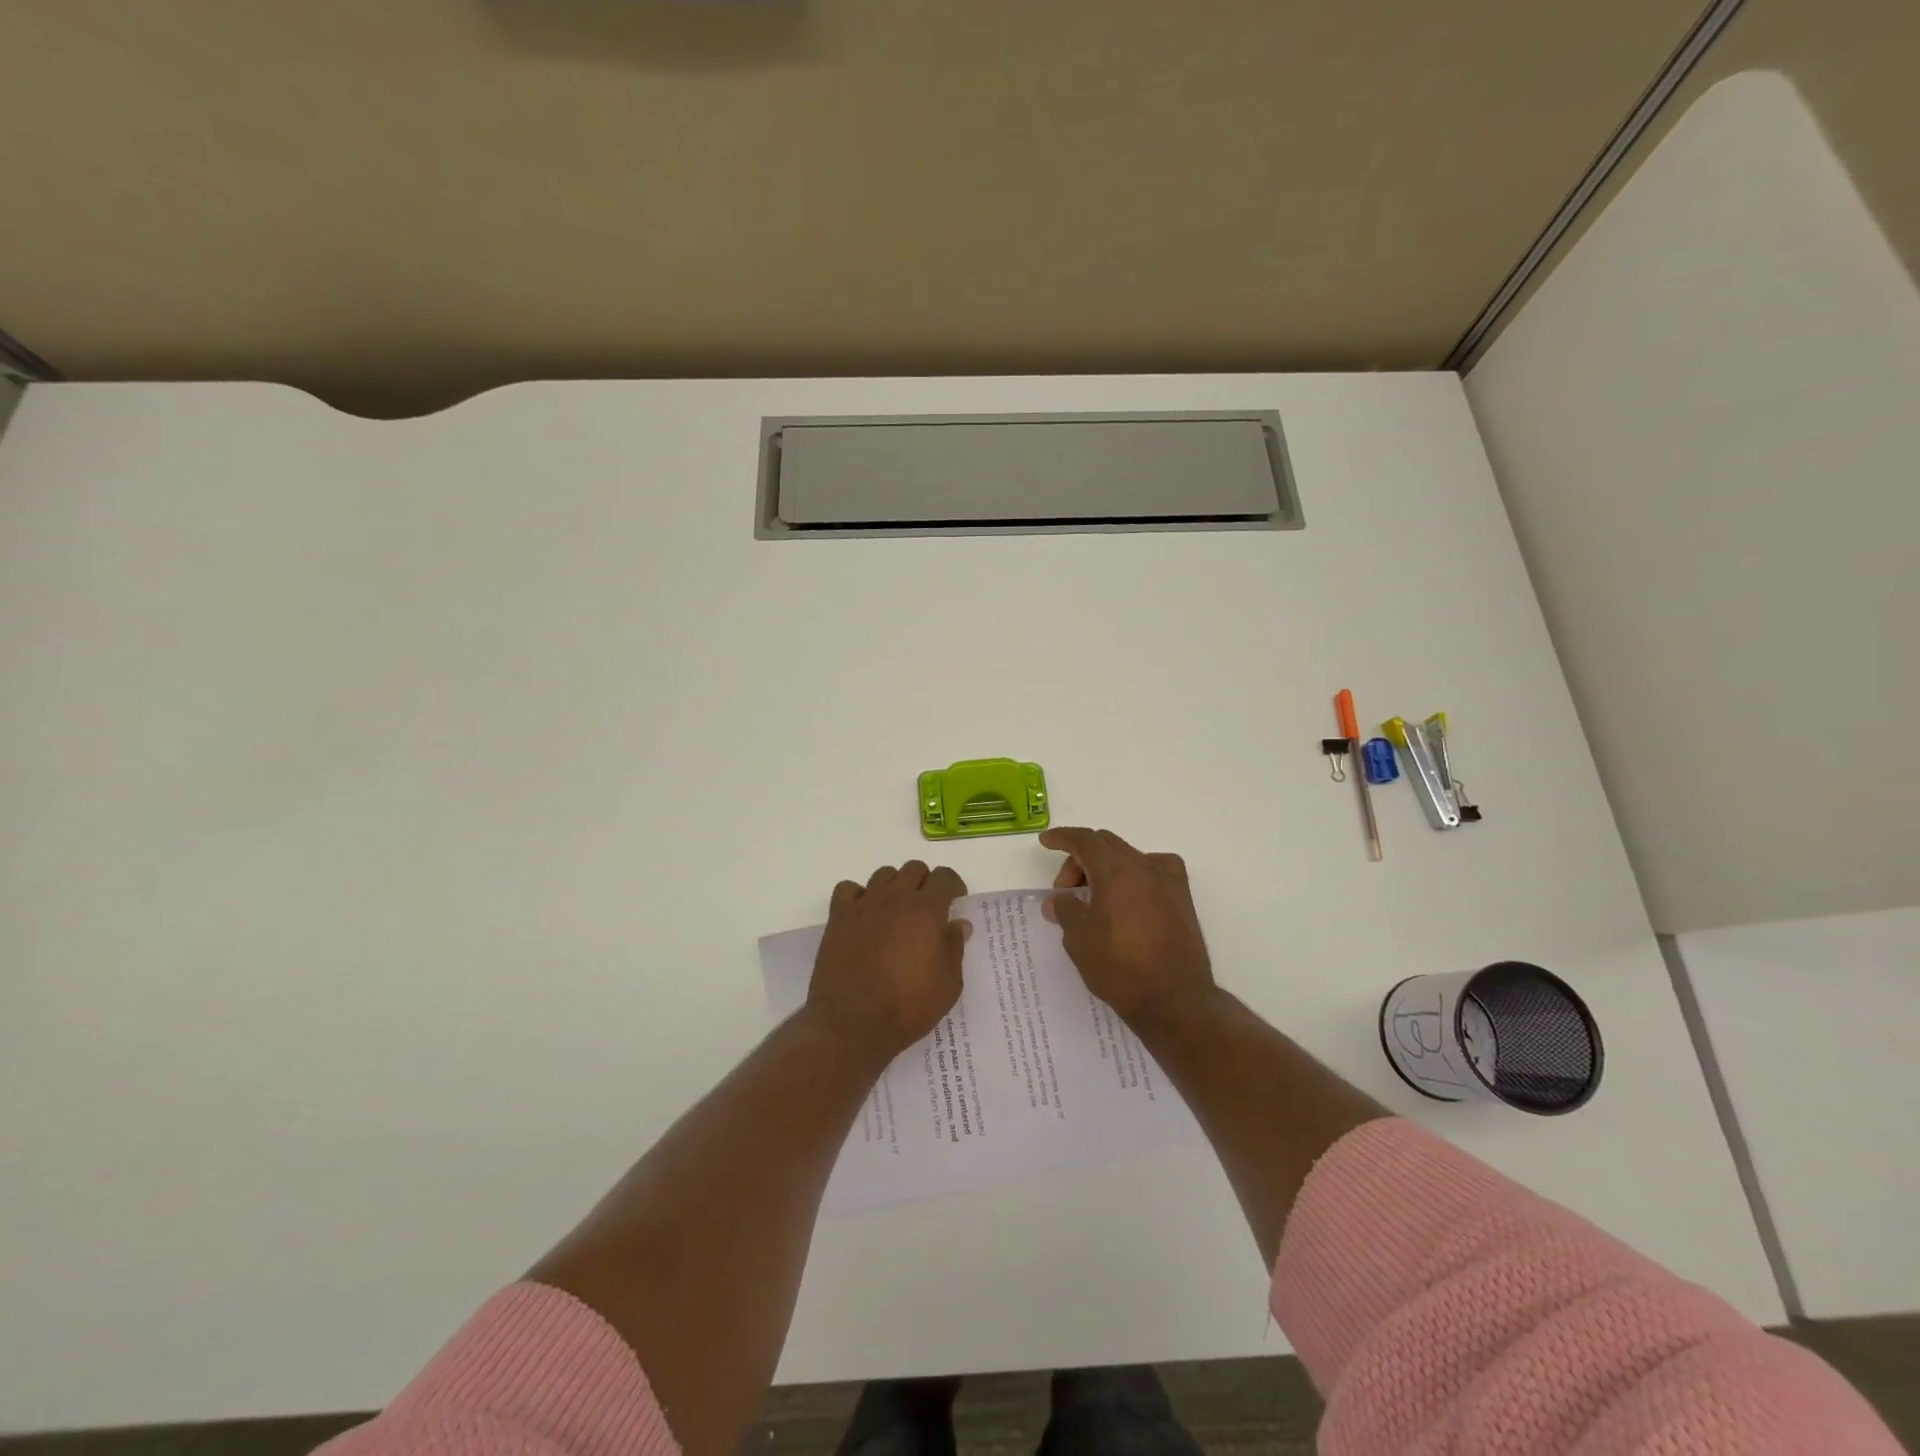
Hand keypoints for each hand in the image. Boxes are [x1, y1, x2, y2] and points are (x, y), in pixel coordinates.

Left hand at [806, 860, 968, 1069]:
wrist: (853, 1023)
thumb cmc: (908, 1006)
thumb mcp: (948, 984)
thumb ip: (954, 947)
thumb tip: (958, 924)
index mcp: (926, 910)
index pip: (944, 877)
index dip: (954, 884)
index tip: (956, 900)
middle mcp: (895, 898)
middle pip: (913, 869)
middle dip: (925, 882)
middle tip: (928, 908)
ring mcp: (864, 906)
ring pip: (883, 875)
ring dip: (895, 886)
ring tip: (896, 910)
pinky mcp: (838, 918)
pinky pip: (848, 889)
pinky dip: (859, 895)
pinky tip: (864, 914)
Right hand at [1042, 828, 1216, 1030]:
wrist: (1175, 999)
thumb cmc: (1120, 967)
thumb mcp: (1079, 939)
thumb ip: (1065, 910)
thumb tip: (1058, 900)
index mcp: (1115, 871)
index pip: (1084, 840)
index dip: (1062, 837)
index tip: (1046, 842)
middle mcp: (1144, 867)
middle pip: (1105, 845)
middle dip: (1080, 861)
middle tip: (1066, 891)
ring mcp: (1168, 881)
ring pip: (1129, 856)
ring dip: (1106, 867)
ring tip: (1096, 898)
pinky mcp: (1182, 898)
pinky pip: (1154, 870)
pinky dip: (1136, 874)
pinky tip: (1131, 895)